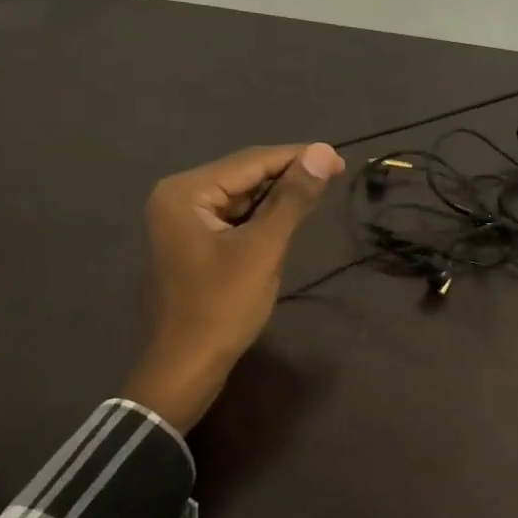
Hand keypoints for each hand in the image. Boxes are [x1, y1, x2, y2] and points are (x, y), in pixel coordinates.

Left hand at [122, 143, 343, 430]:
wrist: (187, 364)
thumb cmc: (223, 306)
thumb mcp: (263, 249)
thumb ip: (293, 199)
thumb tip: (324, 152)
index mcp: (186, 192)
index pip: (250, 162)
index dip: (297, 157)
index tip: (339, 159)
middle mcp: (179, 197)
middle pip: (243, 176)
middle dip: (287, 177)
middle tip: (334, 176)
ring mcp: (182, 222)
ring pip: (241, 198)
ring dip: (277, 198)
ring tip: (318, 195)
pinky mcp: (193, 243)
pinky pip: (234, 219)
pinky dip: (262, 219)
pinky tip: (288, 220)